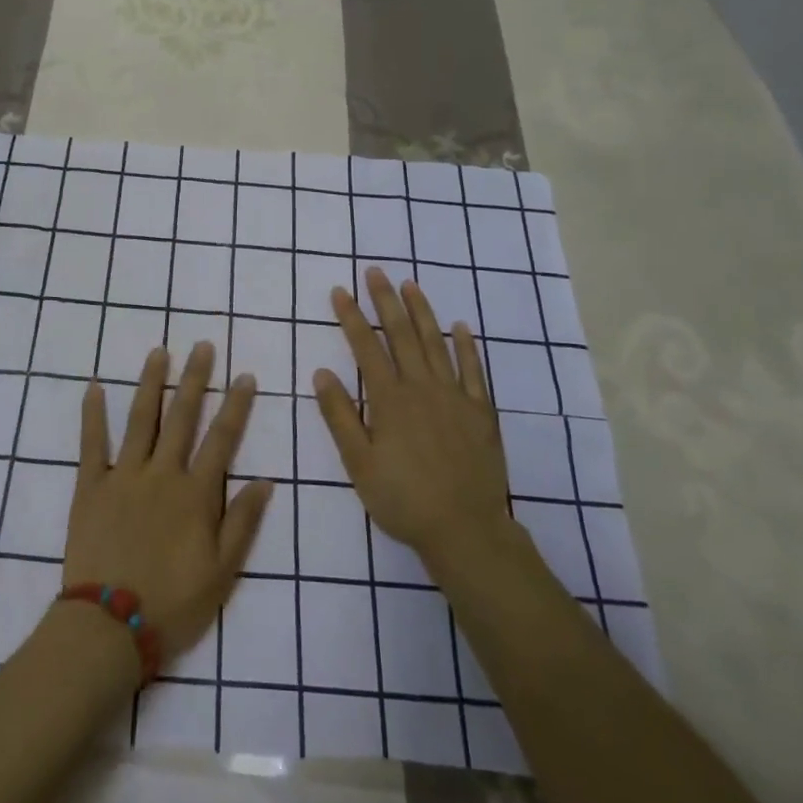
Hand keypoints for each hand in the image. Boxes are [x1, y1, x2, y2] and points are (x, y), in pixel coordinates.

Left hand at [64, 342, 273, 660]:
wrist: (109, 626)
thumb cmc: (173, 603)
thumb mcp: (222, 573)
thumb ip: (243, 523)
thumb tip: (265, 480)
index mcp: (195, 494)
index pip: (222, 439)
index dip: (236, 406)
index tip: (245, 376)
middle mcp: (162, 473)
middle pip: (183, 417)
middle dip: (195, 379)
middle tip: (203, 346)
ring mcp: (123, 475)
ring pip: (141, 419)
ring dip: (151, 383)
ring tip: (159, 352)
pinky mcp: (90, 486)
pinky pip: (91, 443)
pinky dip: (92, 414)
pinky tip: (93, 386)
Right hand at [313, 268, 516, 570]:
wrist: (466, 530)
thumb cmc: (403, 500)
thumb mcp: (358, 464)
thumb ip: (340, 416)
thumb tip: (321, 372)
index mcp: (389, 400)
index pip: (366, 347)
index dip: (351, 317)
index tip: (340, 291)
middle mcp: (422, 388)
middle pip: (402, 335)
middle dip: (385, 300)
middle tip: (375, 271)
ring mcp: (455, 396)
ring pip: (436, 343)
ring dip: (422, 311)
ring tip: (410, 285)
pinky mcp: (481, 411)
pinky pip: (474, 369)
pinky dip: (466, 345)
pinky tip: (461, 326)